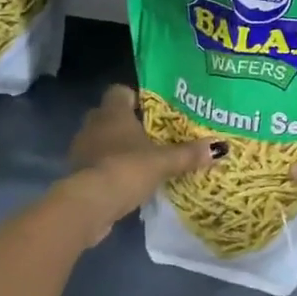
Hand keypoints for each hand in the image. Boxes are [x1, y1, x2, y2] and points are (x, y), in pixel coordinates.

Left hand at [56, 84, 222, 245]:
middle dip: (127, 124)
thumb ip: (188, 154)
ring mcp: (81, 149)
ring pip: (100, 140)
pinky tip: (125, 181)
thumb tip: (220, 147)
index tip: (151, 110)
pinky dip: (107, 169)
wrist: (89, 204)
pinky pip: (95, 163)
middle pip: (110, 116)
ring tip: (140, 160)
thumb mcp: (163, 162)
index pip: (119, 91)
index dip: (134, 97)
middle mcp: (93, 124)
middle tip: (151, 136)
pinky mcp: (76, 173)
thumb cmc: (126, 169)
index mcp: (112, 112)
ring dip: (115, 148)